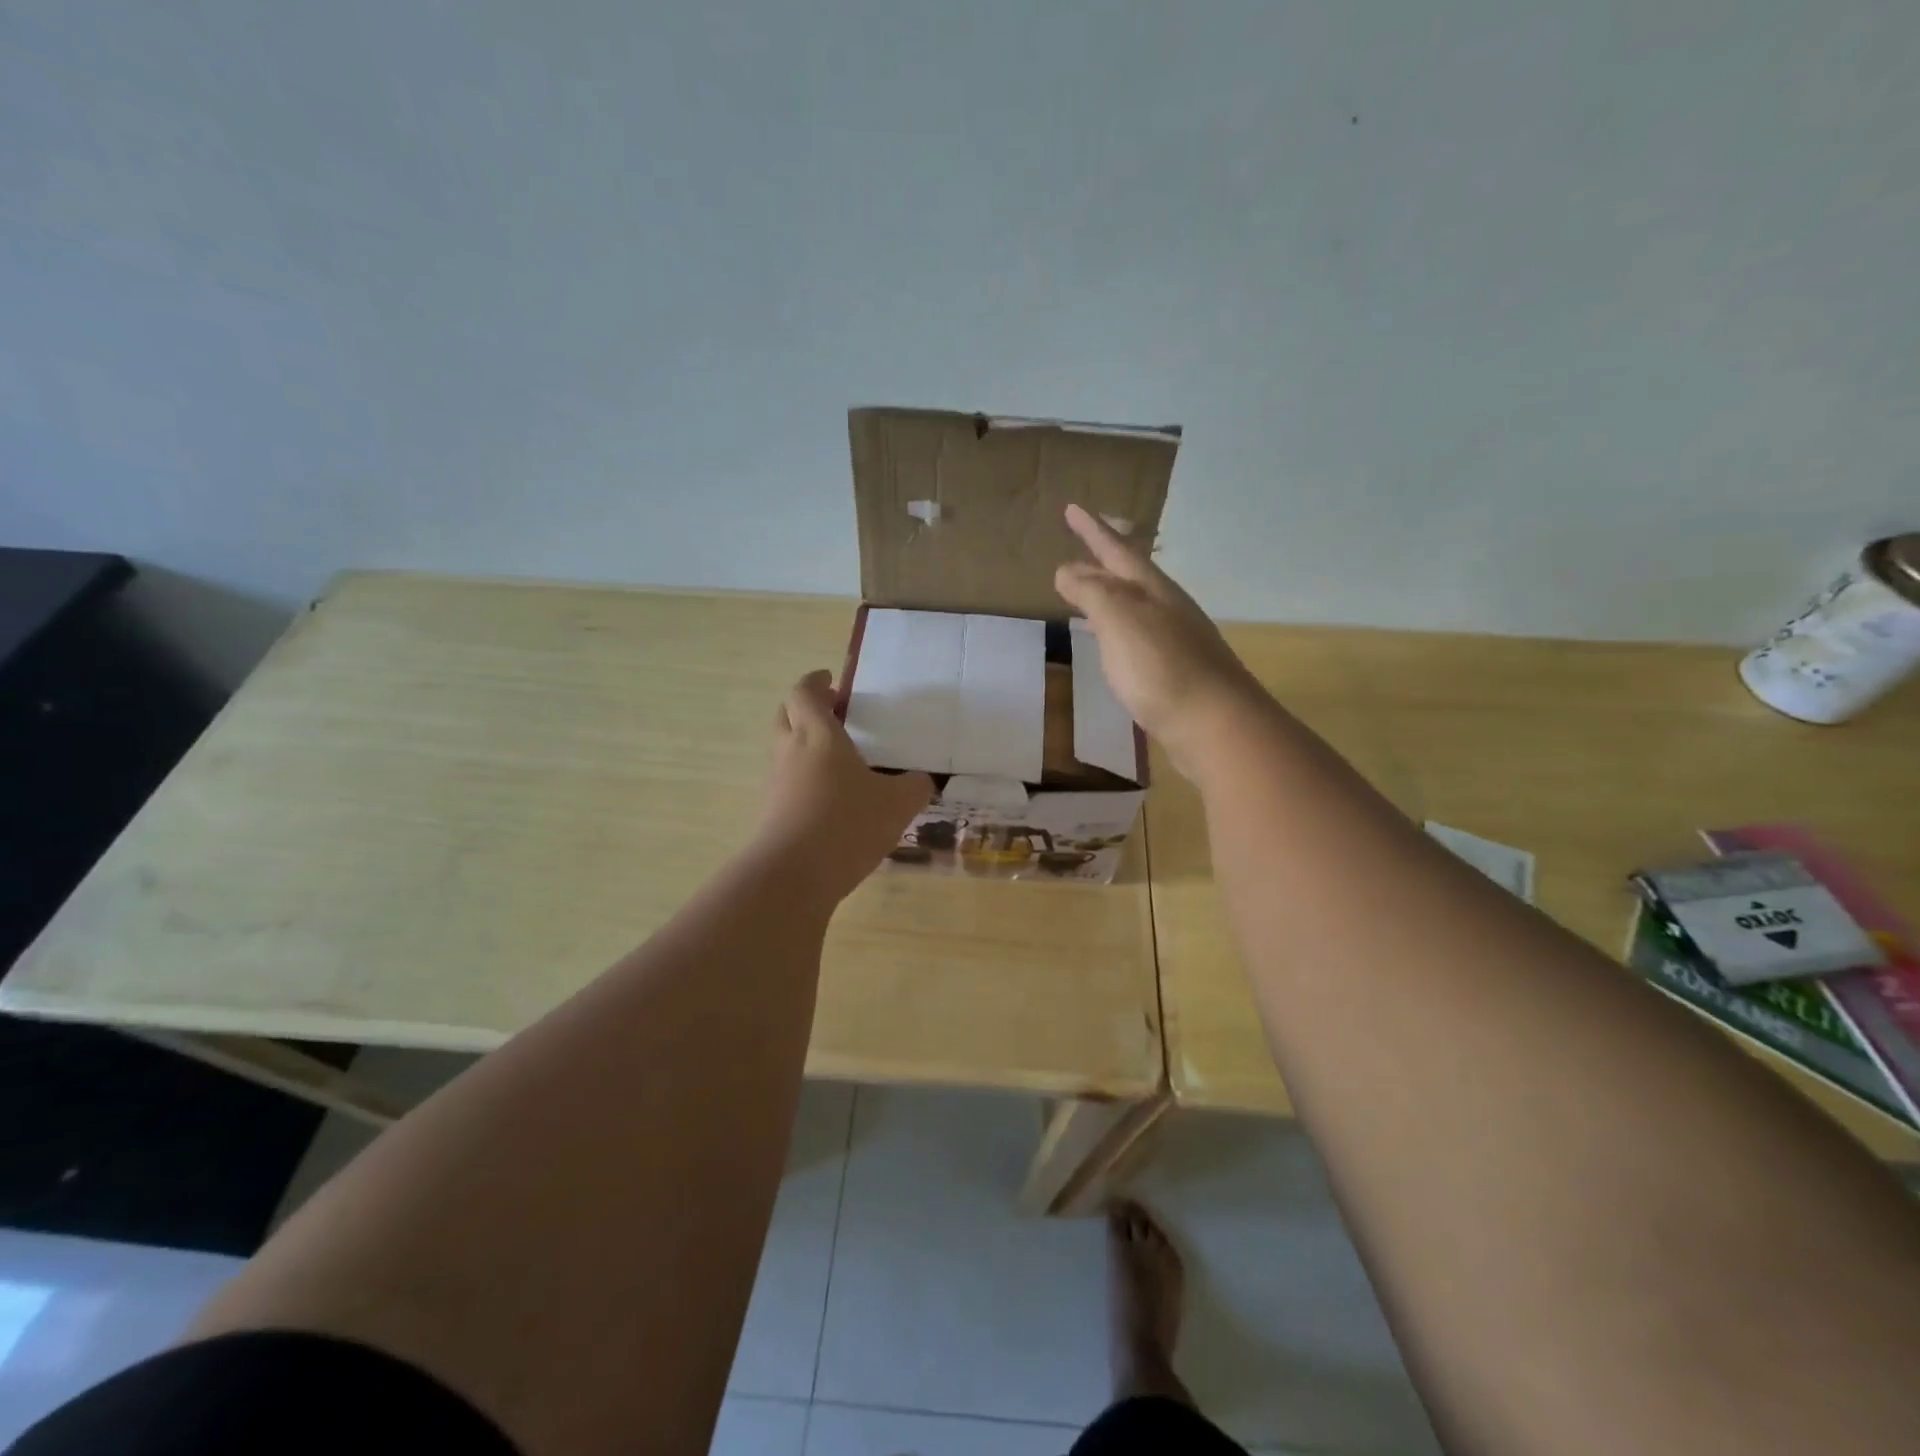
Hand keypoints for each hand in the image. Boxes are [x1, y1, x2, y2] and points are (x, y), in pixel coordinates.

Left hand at [757, 670, 933, 899]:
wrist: (793, 875)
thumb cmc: (847, 823)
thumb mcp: (898, 803)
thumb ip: (915, 785)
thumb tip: (922, 779)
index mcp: (818, 735)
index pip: (804, 692)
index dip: (815, 682)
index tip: (830, 680)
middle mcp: (790, 751)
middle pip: (785, 714)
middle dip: (805, 708)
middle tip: (832, 713)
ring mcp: (776, 782)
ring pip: (783, 748)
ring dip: (803, 743)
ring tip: (837, 757)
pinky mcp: (771, 811)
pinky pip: (786, 781)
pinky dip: (803, 777)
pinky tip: (830, 797)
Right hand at [1054, 505, 1262, 775]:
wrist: (1214, 725)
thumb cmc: (1161, 668)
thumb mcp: (1120, 620)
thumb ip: (1092, 593)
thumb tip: (1067, 570)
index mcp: (1154, 591)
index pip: (1117, 551)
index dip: (1093, 531)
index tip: (1072, 507)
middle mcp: (1168, 609)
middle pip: (1130, 577)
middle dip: (1102, 561)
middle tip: (1077, 550)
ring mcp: (1177, 641)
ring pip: (1136, 606)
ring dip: (1111, 595)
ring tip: (1088, 594)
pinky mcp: (1177, 672)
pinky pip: (1139, 636)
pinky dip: (1119, 629)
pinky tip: (1113, 644)